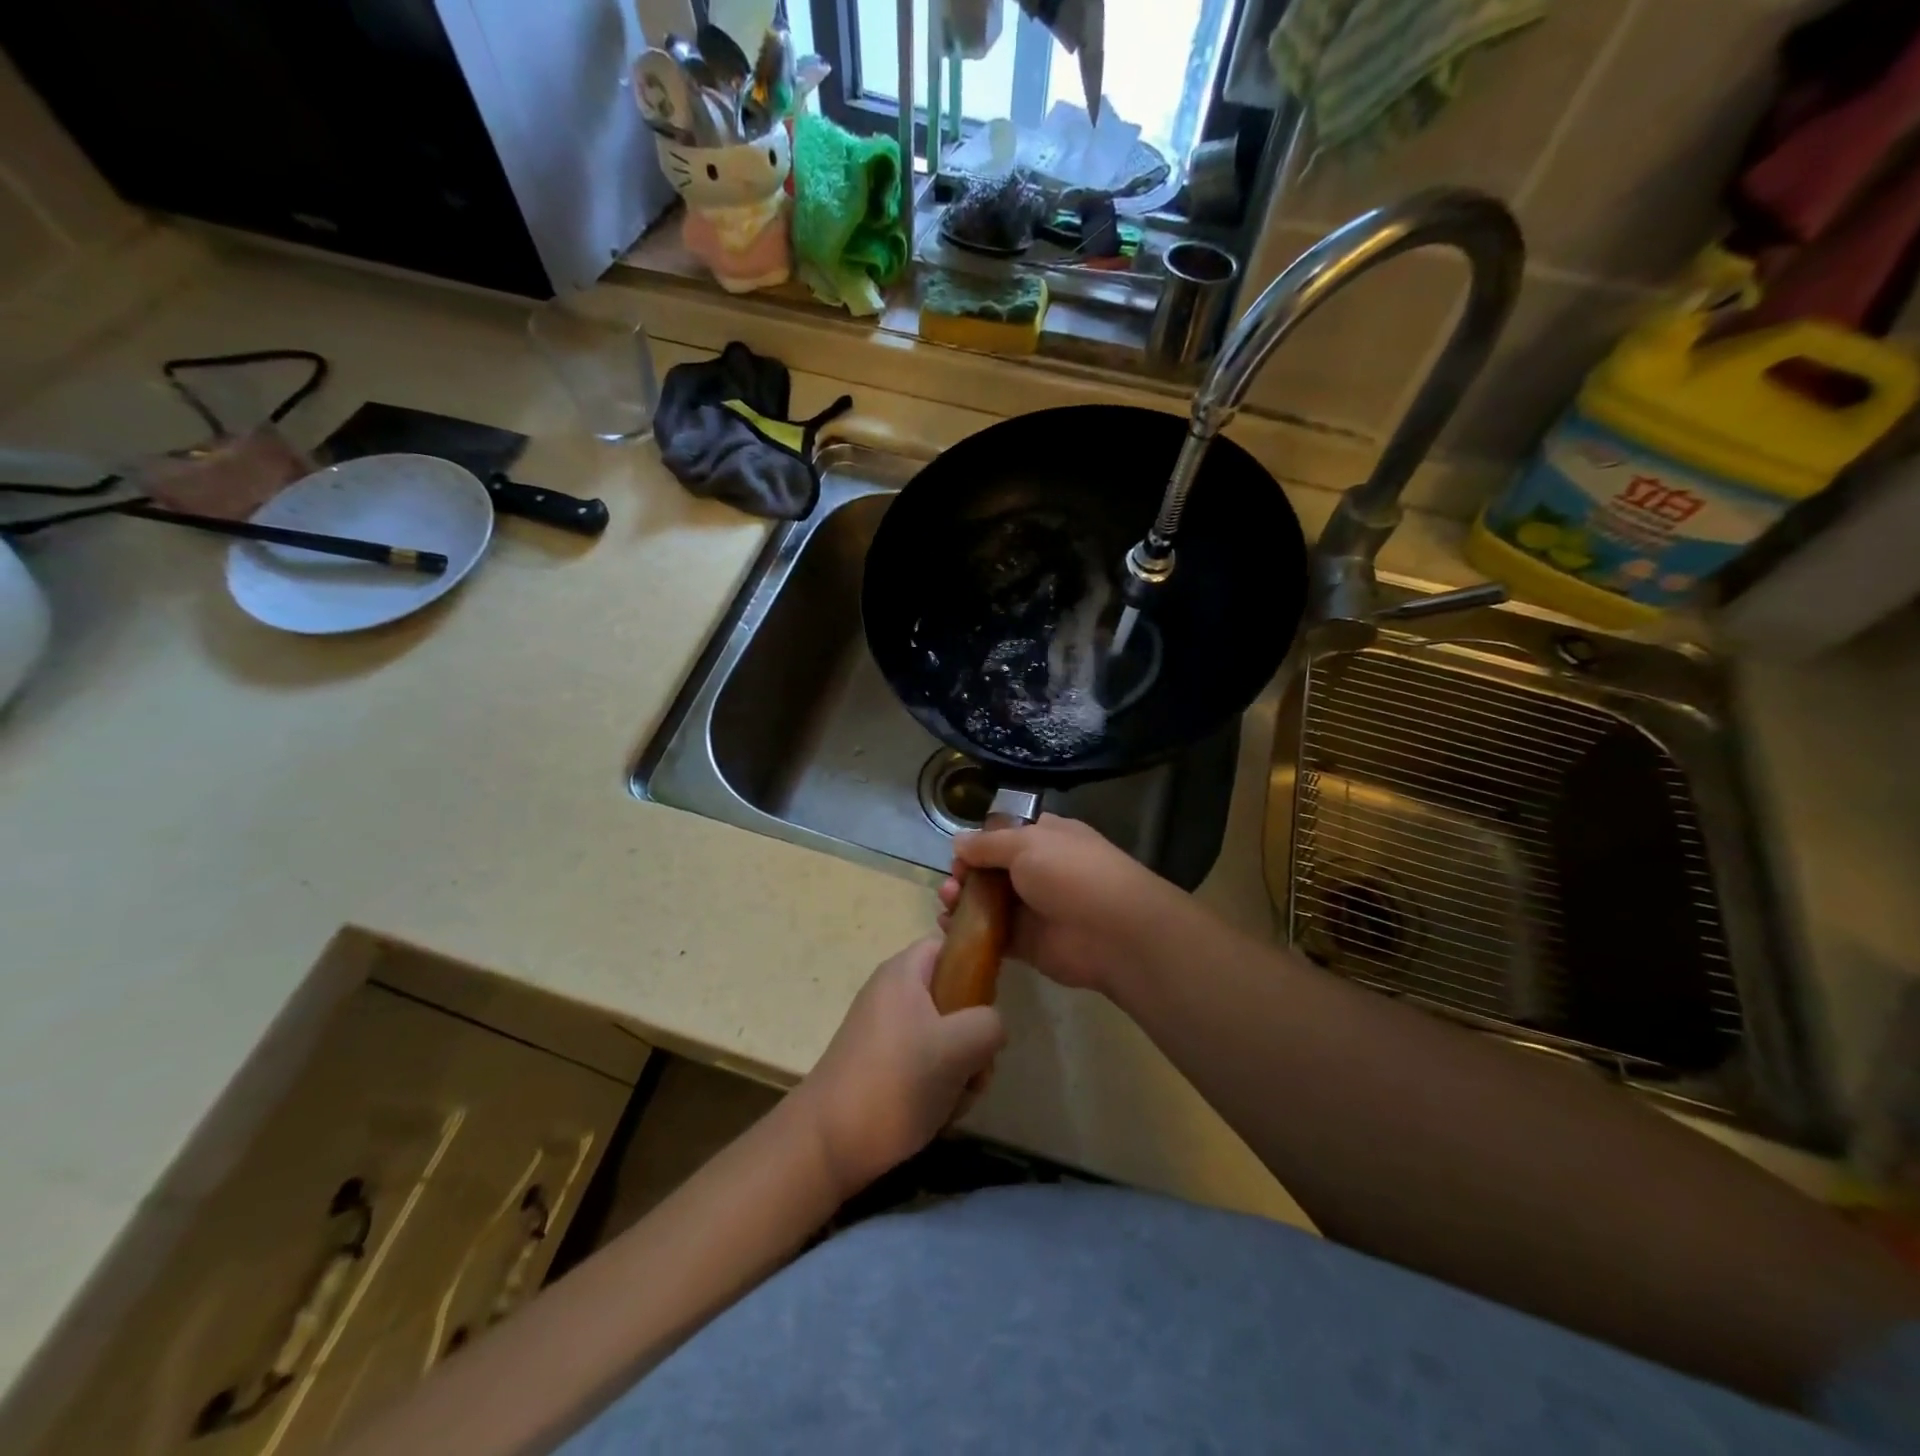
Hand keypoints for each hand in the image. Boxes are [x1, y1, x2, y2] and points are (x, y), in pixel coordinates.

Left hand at [794, 939, 1006, 1198]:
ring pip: (945, 1037)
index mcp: (903, 972)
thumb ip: (989, 1024)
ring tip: (955, 1097)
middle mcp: (892, 994)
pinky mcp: (882, 1065)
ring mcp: (886, 1031)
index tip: (989, 1003)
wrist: (827, 1144)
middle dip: (973, 1035)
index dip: (977, 967)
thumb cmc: (895, 1081)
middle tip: (974, 1065)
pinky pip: (926, 1063)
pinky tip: (938, 1113)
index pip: (950, 946)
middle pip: (953, 997)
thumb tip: (991, 1027)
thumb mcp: (958, 1046)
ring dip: (961, 1068)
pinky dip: (939, 1086)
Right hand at [938, 814, 1191, 996]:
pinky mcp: (1027, 943)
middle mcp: (1039, 870)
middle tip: (952, 884)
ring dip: (962, 901)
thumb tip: (958, 843)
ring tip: (947, 903)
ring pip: (988, 902)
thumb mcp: (1026, 843)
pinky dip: (969, 931)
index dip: (979, 843)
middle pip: (992, 870)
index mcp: (1046, 838)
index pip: (1006, 835)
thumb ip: (988, 844)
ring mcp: (1033, 908)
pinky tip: (948, 928)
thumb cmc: (1070, 873)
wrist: (1112, 933)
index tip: (959, 855)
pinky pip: (992, 935)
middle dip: (966, 874)